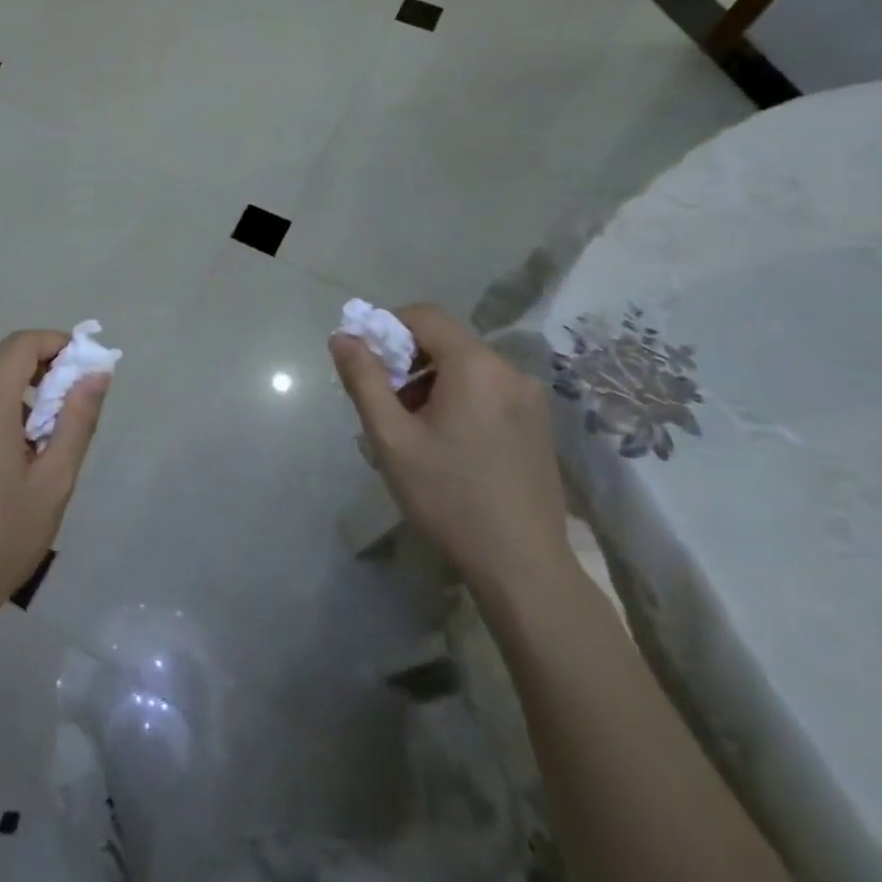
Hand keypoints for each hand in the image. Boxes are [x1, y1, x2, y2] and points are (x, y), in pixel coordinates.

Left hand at [0, 330, 110, 625]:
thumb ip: (77, 420)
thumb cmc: (1, 540)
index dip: (55, 343)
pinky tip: (5, 446)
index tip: (81, 365)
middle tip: (67, 397)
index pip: (20, 345)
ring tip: (39, 428)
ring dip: (13, 385)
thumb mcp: (53, 483)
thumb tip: (96, 374)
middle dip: (37, 363)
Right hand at [330, 302, 570, 605]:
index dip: (387, 326)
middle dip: (407, 361)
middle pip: (446, 341)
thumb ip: (364, 379)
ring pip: (466, 367)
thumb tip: (343, 337)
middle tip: (384, 404)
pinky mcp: (538, 423)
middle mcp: (509, 370)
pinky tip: (446, 443)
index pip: (424, 315)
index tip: (366, 362)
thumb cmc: (448, 497)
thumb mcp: (391, 439)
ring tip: (411, 430)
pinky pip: (488, 390)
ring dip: (431, 382)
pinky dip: (458, 398)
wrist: (523, 566)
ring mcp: (531, 397)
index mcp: (475, 366)